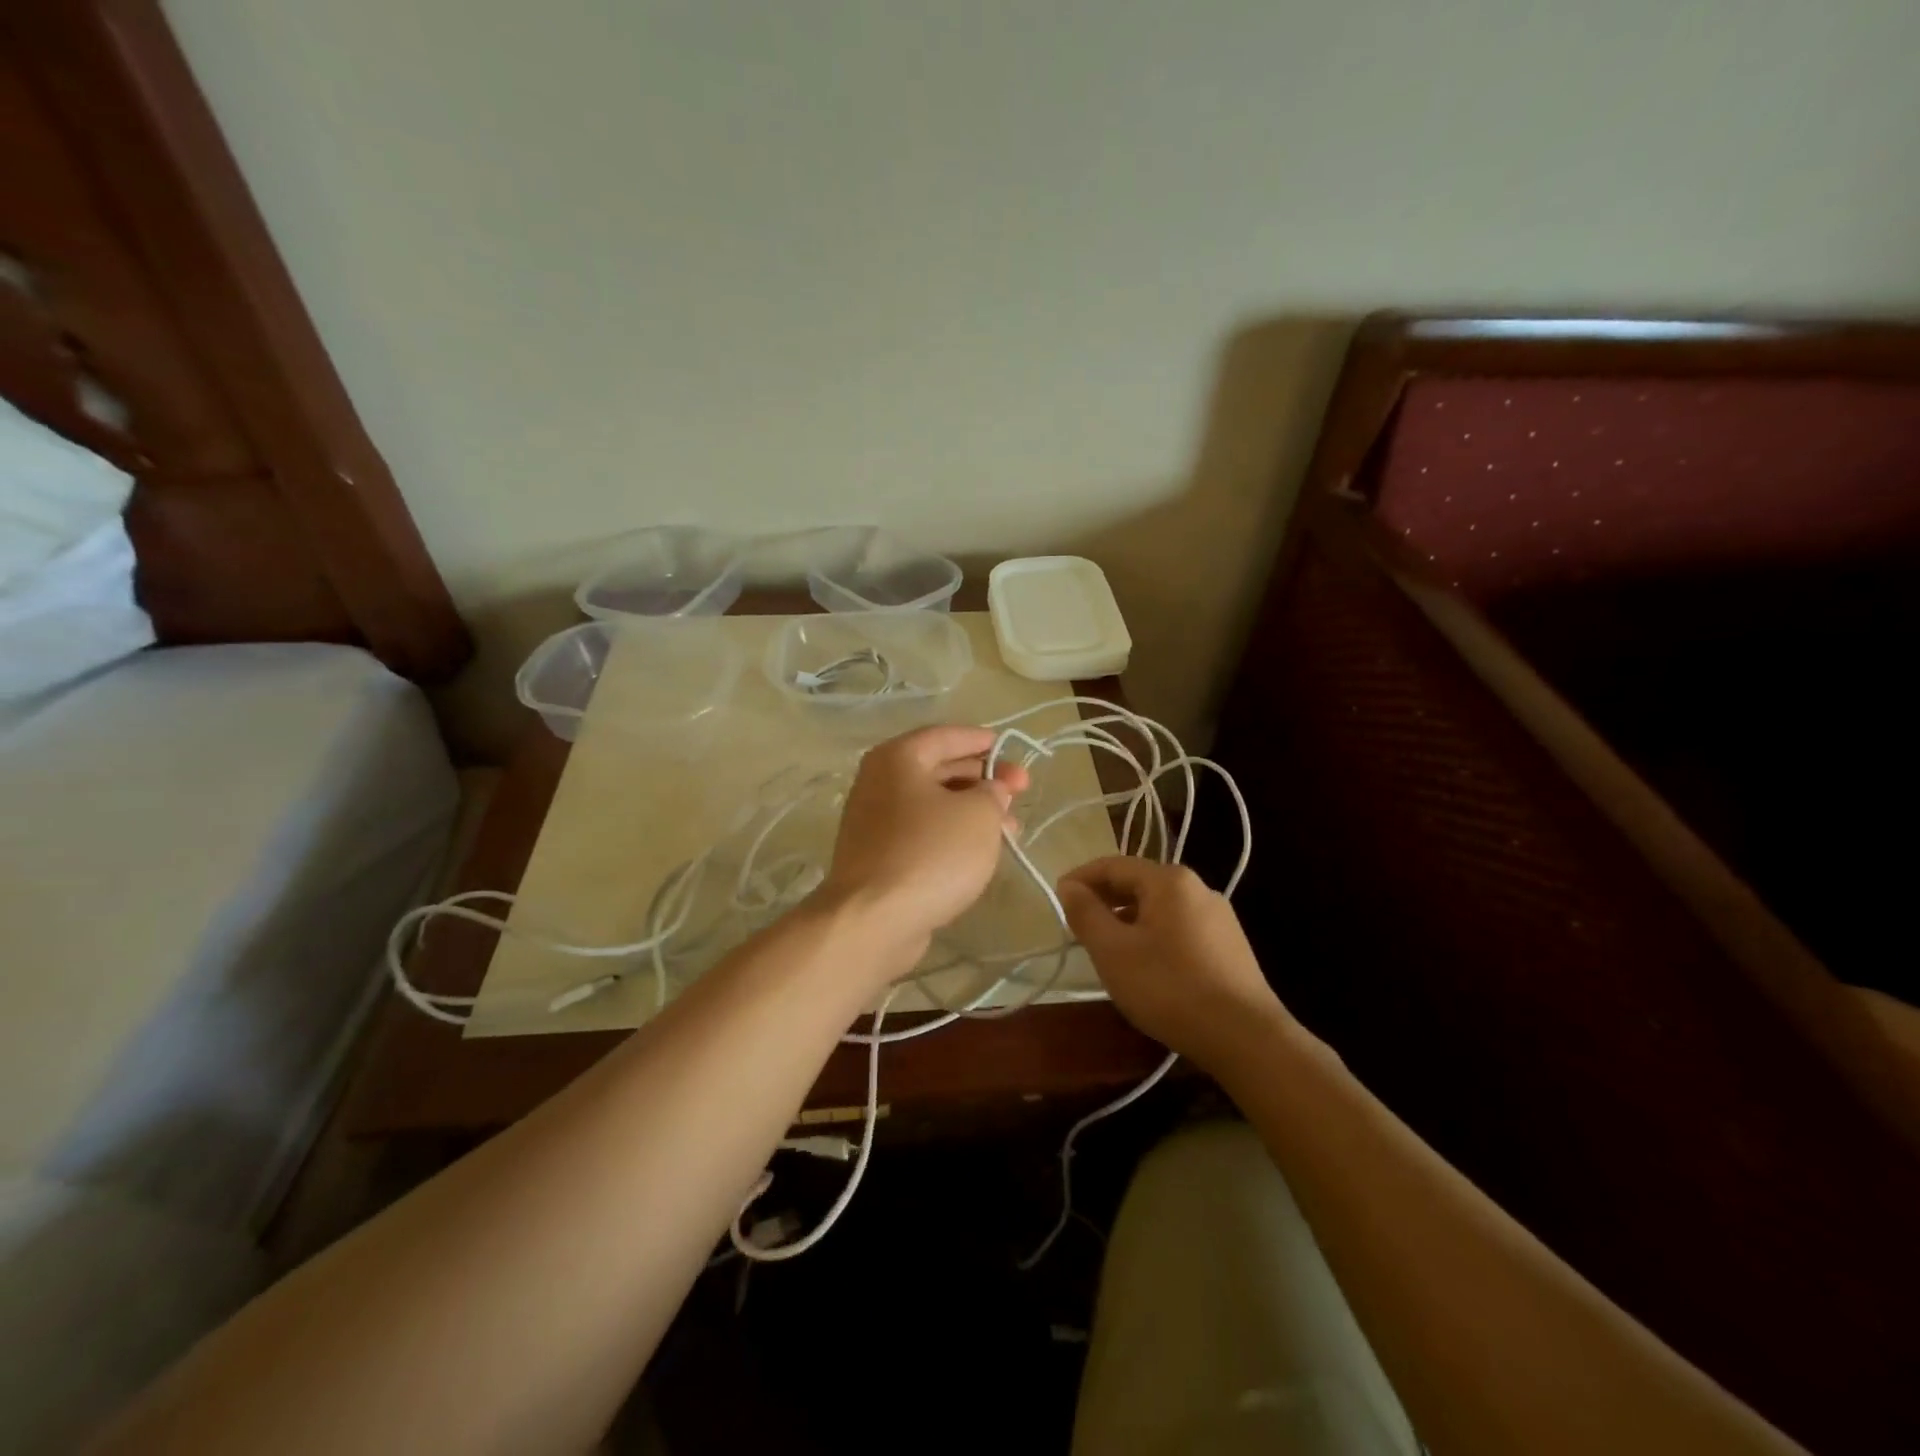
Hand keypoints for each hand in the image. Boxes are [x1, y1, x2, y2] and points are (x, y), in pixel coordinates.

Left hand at [819, 725, 1029, 964]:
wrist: (874, 920)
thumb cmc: (930, 853)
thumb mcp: (978, 815)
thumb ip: (993, 793)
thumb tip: (991, 791)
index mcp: (898, 758)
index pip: (946, 736)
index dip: (982, 741)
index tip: (1011, 751)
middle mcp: (880, 782)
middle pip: (939, 769)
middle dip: (984, 779)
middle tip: (1021, 793)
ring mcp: (875, 822)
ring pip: (933, 805)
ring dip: (973, 811)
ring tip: (1011, 830)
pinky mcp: (878, 857)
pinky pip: (923, 833)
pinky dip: (952, 835)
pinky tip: (979, 852)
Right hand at [1058, 856, 1290, 1067]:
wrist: (1245, 1037)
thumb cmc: (1169, 987)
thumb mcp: (1113, 951)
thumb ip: (1086, 913)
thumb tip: (1069, 886)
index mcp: (1169, 880)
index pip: (1113, 865)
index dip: (1081, 878)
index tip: (1056, 897)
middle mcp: (1198, 888)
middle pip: (1139, 883)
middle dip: (1104, 900)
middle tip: (1077, 925)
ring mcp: (1219, 917)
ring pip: (1160, 908)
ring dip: (1128, 920)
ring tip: (1107, 948)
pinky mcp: (1230, 946)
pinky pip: (1180, 928)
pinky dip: (1153, 936)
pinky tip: (1146, 966)